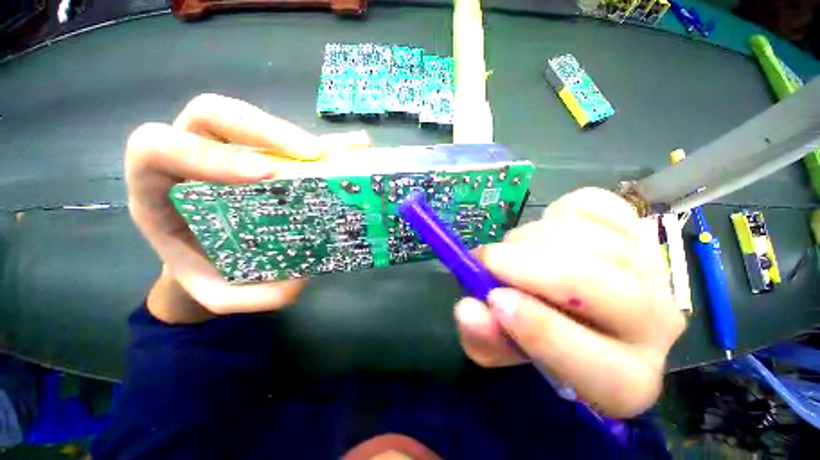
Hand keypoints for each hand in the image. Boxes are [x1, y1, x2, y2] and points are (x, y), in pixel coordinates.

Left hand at [126, 94, 368, 322]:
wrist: (211, 256)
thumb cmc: (206, 269)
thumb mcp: (216, 291)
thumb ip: (245, 296)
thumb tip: (297, 283)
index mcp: (156, 185)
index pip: (159, 147)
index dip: (209, 154)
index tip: (267, 176)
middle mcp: (189, 154)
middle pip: (212, 113)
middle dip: (263, 130)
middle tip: (310, 155)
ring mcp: (227, 148)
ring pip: (248, 119)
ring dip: (294, 135)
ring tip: (330, 156)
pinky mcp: (261, 152)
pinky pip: (285, 137)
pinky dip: (317, 141)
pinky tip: (348, 148)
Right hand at [454, 188, 685, 416]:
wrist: (563, 297)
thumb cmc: (531, 328)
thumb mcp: (499, 343)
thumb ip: (483, 336)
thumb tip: (468, 310)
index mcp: (623, 379)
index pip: (601, 367)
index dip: (541, 330)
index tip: (494, 300)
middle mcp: (654, 325)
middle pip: (597, 287)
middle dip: (529, 267)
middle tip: (487, 260)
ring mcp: (652, 267)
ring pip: (589, 239)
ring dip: (532, 239)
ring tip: (511, 250)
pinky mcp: (637, 224)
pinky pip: (593, 206)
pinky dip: (556, 213)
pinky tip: (546, 230)